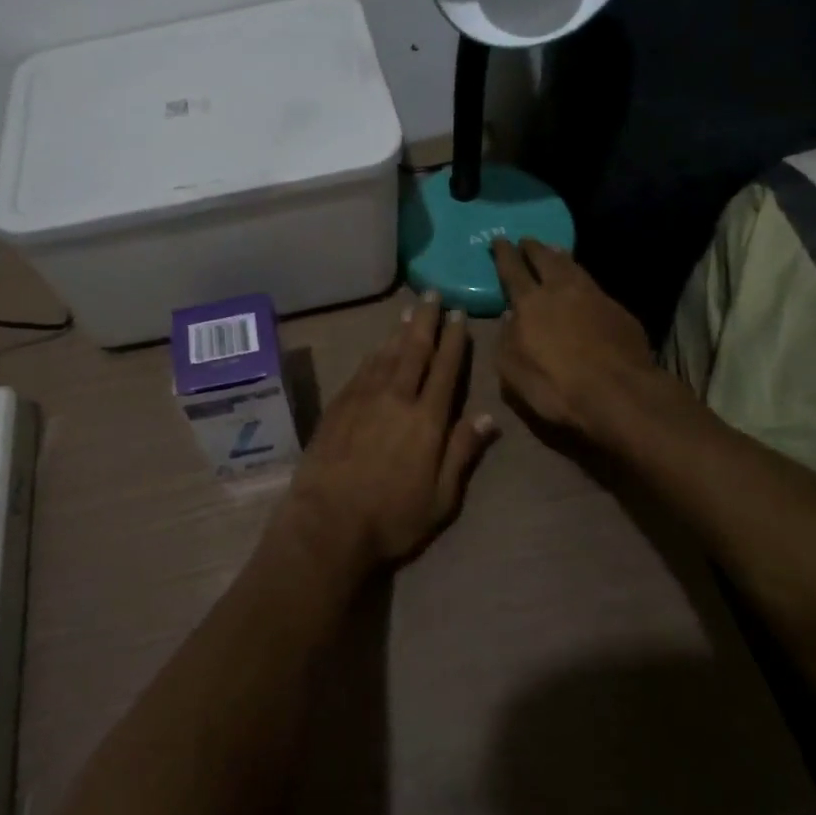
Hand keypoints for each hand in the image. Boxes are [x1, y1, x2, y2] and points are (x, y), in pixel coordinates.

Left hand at [278, 293, 500, 579]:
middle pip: (414, 349)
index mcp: (426, 419)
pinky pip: (362, 368)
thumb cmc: (392, 517)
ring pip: (386, 353)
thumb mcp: (441, 497)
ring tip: (409, 310)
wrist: (327, 520)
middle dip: (425, 320)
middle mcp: (396, 397)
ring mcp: (363, 397)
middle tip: (432, 294)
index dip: (453, 340)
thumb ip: (462, 452)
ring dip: (399, 330)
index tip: (458, 315)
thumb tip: (488, 417)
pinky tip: (378, 346)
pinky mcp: (339, 404)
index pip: (445, 368)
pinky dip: (375, 352)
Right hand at [491, 238, 681, 449]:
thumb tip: (509, 318)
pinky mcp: (619, 311)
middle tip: (526, 240)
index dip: (504, 254)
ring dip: (560, 256)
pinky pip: (594, 286)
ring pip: (573, 267)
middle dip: (533, 248)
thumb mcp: (512, 371)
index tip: (499, 239)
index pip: (512, 270)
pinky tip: (583, 284)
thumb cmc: (556, 386)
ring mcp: (594, 297)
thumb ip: (506, 340)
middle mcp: (561, 291)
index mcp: (530, 303)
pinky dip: (582, 278)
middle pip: (545, 259)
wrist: (619, 394)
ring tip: (554, 249)